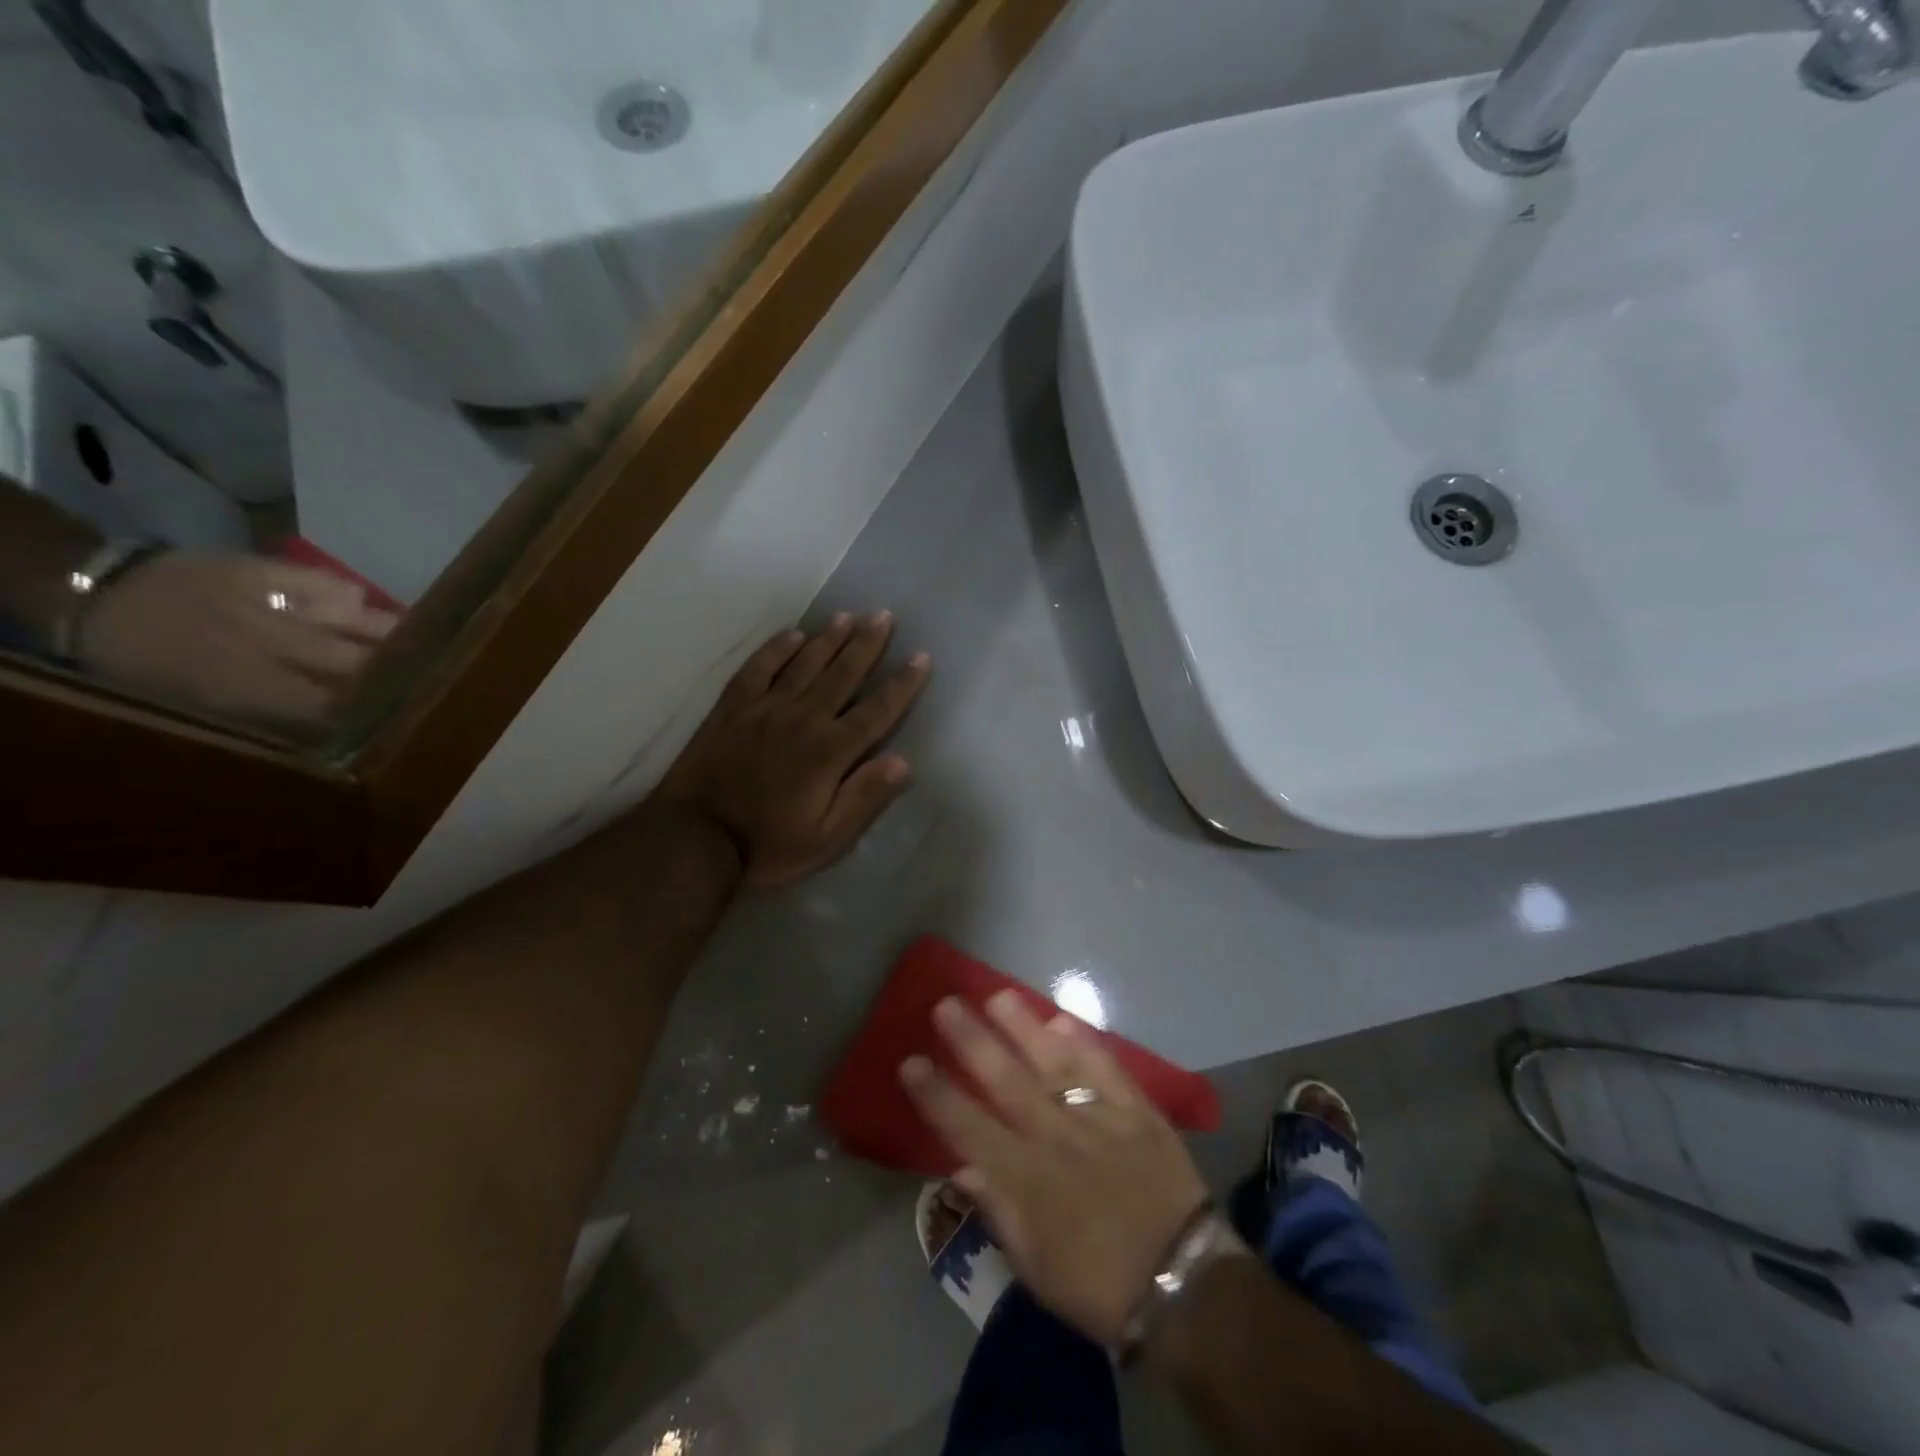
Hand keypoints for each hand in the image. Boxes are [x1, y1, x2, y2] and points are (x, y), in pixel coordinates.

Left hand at [76, 553, 398, 722]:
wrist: (93, 598)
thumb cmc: (147, 669)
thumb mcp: (197, 707)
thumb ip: (267, 714)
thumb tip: (334, 723)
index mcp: (247, 686)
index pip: (332, 705)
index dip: (369, 710)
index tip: (398, 715)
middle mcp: (268, 645)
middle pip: (353, 661)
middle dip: (393, 671)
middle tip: (429, 676)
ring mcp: (265, 603)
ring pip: (348, 620)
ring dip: (387, 632)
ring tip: (423, 639)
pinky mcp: (257, 571)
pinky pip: (316, 581)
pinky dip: (344, 592)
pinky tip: (362, 601)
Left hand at [655, 611, 931, 888]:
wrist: (695, 839)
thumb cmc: (768, 845)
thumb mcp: (826, 838)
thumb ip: (864, 798)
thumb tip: (903, 762)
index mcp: (829, 752)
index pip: (876, 711)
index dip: (902, 684)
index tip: (922, 656)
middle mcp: (802, 719)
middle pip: (842, 674)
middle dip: (867, 644)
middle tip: (883, 615)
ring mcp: (764, 709)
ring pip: (804, 664)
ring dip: (829, 638)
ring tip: (848, 615)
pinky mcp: (732, 709)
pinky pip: (758, 668)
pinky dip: (777, 649)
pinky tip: (792, 635)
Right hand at [901, 992, 1210, 1347]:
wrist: (1184, 1285)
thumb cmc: (1099, 1285)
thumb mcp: (1035, 1269)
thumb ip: (998, 1211)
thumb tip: (963, 1168)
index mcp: (1026, 1179)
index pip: (967, 1126)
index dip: (936, 1093)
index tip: (911, 1061)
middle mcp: (1055, 1137)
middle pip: (1005, 1079)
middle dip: (971, 1040)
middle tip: (946, 1004)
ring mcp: (1098, 1118)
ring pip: (1053, 1062)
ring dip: (1023, 1026)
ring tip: (998, 995)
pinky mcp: (1138, 1112)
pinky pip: (1106, 1068)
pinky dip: (1085, 1043)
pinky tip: (1064, 1020)